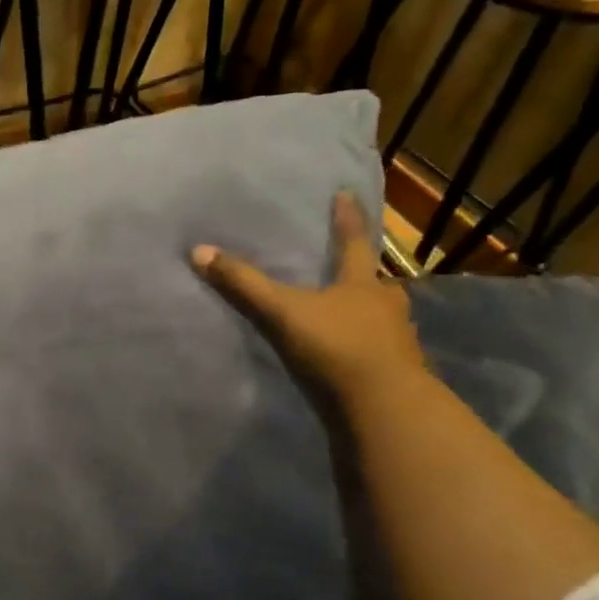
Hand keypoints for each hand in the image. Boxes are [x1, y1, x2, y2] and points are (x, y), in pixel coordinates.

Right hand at [191, 191, 423, 394]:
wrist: (386, 405)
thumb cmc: (337, 347)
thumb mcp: (283, 312)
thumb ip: (244, 285)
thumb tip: (199, 250)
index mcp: (362, 284)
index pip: (353, 242)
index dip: (347, 218)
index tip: (346, 194)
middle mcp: (386, 304)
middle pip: (373, 281)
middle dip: (361, 274)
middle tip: (349, 269)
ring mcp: (398, 339)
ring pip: (381, 316)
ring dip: (367, 312)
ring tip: (350, 314)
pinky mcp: (400, 371)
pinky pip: (381, 350)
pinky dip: (368, 346)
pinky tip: (355, 354)